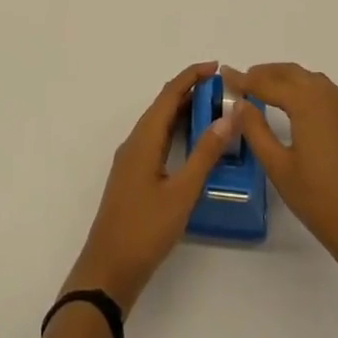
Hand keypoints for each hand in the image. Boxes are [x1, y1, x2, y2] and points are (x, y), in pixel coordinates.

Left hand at [62, 61, 234, 316]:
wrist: (108, 271)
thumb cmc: (145, 230)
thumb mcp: (182, 192)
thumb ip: (205, 153)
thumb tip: (229, 116)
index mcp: (143, 139)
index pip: (169, 94)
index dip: (192, 76)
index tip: (218, 67)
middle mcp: (135, 142)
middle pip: (163, 105)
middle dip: (191, 91)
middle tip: (223, 89)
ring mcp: (132, 160)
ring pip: (159, 123)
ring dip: (184, 111)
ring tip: (214, 110)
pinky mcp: (134, 176)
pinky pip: (157, 140)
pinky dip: (176, 131)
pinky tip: (192, 143)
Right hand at [223, 63, 337, 280]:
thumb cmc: (321, 201)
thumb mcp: (279, 167)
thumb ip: (256, 130)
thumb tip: (240, 104)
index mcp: (308, 103)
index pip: (268, 82)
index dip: (244, 78)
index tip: (224, 74)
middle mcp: (328, 96)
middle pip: (291, 73)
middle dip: (264, 73)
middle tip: (241, 81)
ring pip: (309, 79)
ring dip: (285, 78)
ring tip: (263, 89)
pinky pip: (324, 91)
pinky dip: (304, 88)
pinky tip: (295, 104)